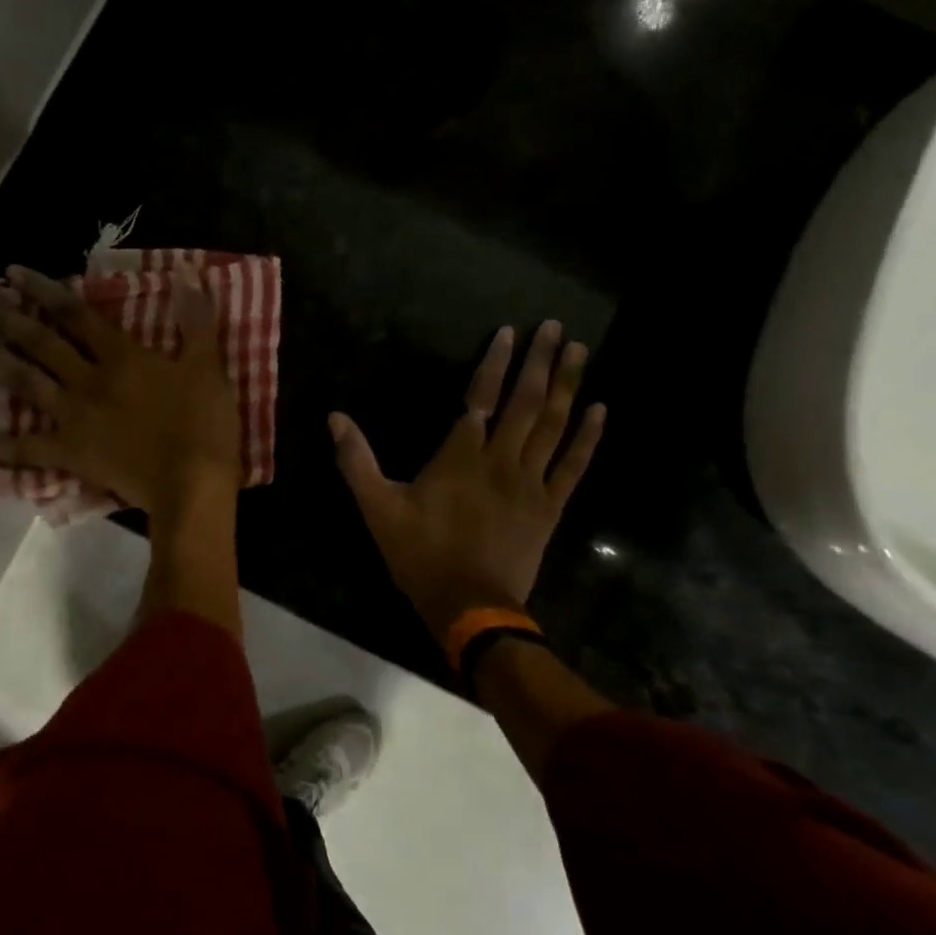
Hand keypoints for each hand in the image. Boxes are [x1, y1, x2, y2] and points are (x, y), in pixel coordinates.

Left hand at [0, 265, 240, 516]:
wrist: (191, 486)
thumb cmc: (203, 426)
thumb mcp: (208, 367)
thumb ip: (196, 322)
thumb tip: (188, 277)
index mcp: (121, 357)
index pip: (76, 315)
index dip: (45, 290)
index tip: (14, 272)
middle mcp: (88, 380)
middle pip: (41, 342)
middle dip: (8, 315)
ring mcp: (73, 417)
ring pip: (26, 383)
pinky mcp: (69, 453)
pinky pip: (22, 449)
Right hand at [330, 320, 604, 637]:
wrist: (470, 606)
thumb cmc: (420, 554)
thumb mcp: (377, 508)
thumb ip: (357, 461)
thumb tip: (335, 418)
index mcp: (460, 457)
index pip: (480, 397)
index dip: (494, 363)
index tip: (509, 332)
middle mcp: (501, 460)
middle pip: (525, 403)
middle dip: (540, 362)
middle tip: (557, 328)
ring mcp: (530, 483)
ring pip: (553, 426)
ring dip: (566, 386)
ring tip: (580, 352)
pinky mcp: (550, 507)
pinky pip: (573, 465)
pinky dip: (588, 437)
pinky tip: (600, 410)